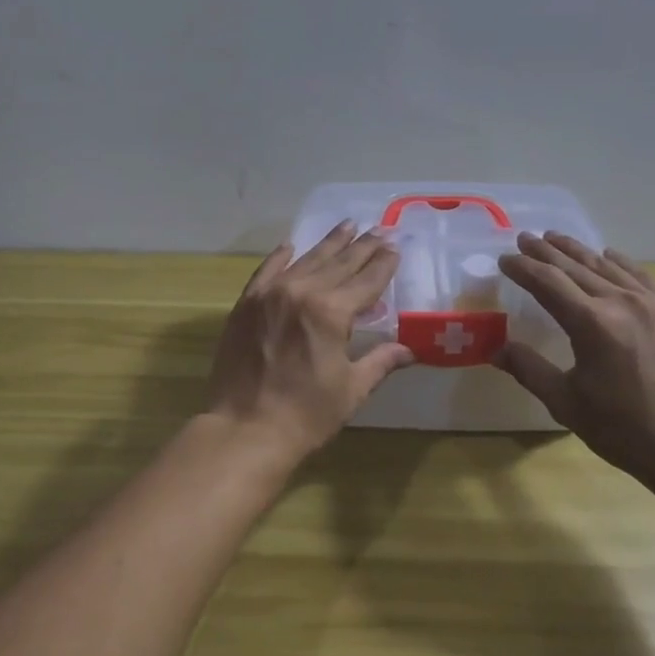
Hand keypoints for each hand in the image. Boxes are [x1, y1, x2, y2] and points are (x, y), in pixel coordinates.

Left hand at [206, 222, 415, 455]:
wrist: (244, 430)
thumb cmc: (305, 415)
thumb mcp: (351, 389)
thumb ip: (380, 362)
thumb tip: (410, 350)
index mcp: (331, 312)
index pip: (366, 281)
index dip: (383, 264)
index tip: (394, 247)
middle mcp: (302, 292)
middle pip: (339, 263)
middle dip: (362, 246)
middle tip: (379, 228)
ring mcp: (270, 294)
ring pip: (306, 260)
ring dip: (329, 243)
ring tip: (347, 225)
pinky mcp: (246, 303)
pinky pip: (267, 270)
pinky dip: (281, 256)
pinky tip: (291, 245)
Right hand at [495, 232, 654, 485]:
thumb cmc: (623, 430)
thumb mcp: (566, 403)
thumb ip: (529, 369)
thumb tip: (496, 350)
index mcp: (591, 323)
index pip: (547, 282)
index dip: (523, 268)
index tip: (504, 259)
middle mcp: (621, 302)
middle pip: (575, 267)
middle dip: (545, 252)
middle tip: (524, 238)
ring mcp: (652, 304)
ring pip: (607, 266)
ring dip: (578, 251)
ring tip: (556, 238)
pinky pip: (641, 275)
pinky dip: (619, 262)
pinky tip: (608, 255)